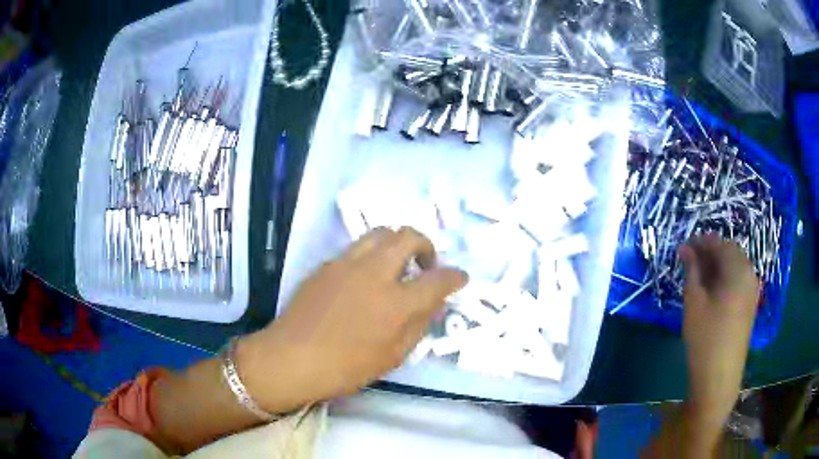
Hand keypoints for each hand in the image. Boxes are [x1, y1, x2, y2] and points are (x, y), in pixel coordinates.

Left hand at [239, 227, 467, 411]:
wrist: (291, 358)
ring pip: (380, 233)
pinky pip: (356, 249)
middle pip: (408, 236)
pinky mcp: (326, 265)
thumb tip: (432, 305)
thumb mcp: (392, 357)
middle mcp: (374, 273)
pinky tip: (364, 279)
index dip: (455, 276)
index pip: (438, 279)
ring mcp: (347, 264)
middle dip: (426, 245)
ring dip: (396, 243)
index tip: (460, 278)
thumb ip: (417, 326)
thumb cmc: (345, 368)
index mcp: (396, 302)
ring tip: (396, 265)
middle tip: (426, 265)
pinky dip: (371, 256)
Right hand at [678, 234, 759, 432]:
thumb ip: (692, 271)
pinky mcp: (750, 305)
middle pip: (729, 252)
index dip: (700, 242)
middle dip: (710, 253)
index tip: (683, 247)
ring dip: (717, 266)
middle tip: (689, 261)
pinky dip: (724, 278)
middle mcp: (749, 274)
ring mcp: (752, 291)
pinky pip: (738, 281)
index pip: (719, 244)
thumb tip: (685, 248)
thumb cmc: (705, 338)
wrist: (719, 378)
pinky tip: (712, 291)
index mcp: (738, 269)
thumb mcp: (694, 302)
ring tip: (698, 277)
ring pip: (734, 266)